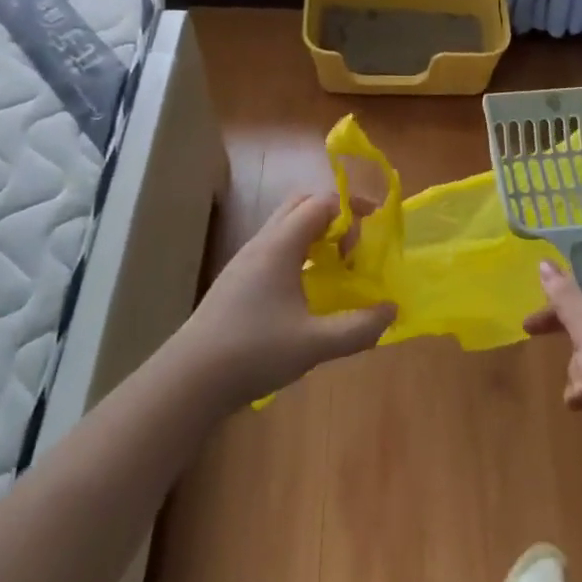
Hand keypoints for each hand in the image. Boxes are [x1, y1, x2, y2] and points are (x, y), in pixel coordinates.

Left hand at [178, 192, 396, 406]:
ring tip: (338, 267)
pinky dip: (299, 252)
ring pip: (286, 226)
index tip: (375, 229)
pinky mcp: (237, 279)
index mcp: (280, 245)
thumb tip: (392, 309)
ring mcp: (245, 260)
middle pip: (301, 205)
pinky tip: (308, 290)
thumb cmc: (254, 352)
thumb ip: (358, 327)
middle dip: (334, 216)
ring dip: (316, 235)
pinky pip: (275, 247)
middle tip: (355, 246)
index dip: (352, 209)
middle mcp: (262, 242)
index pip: (321, 202)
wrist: (190, 378)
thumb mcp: (315, 344)